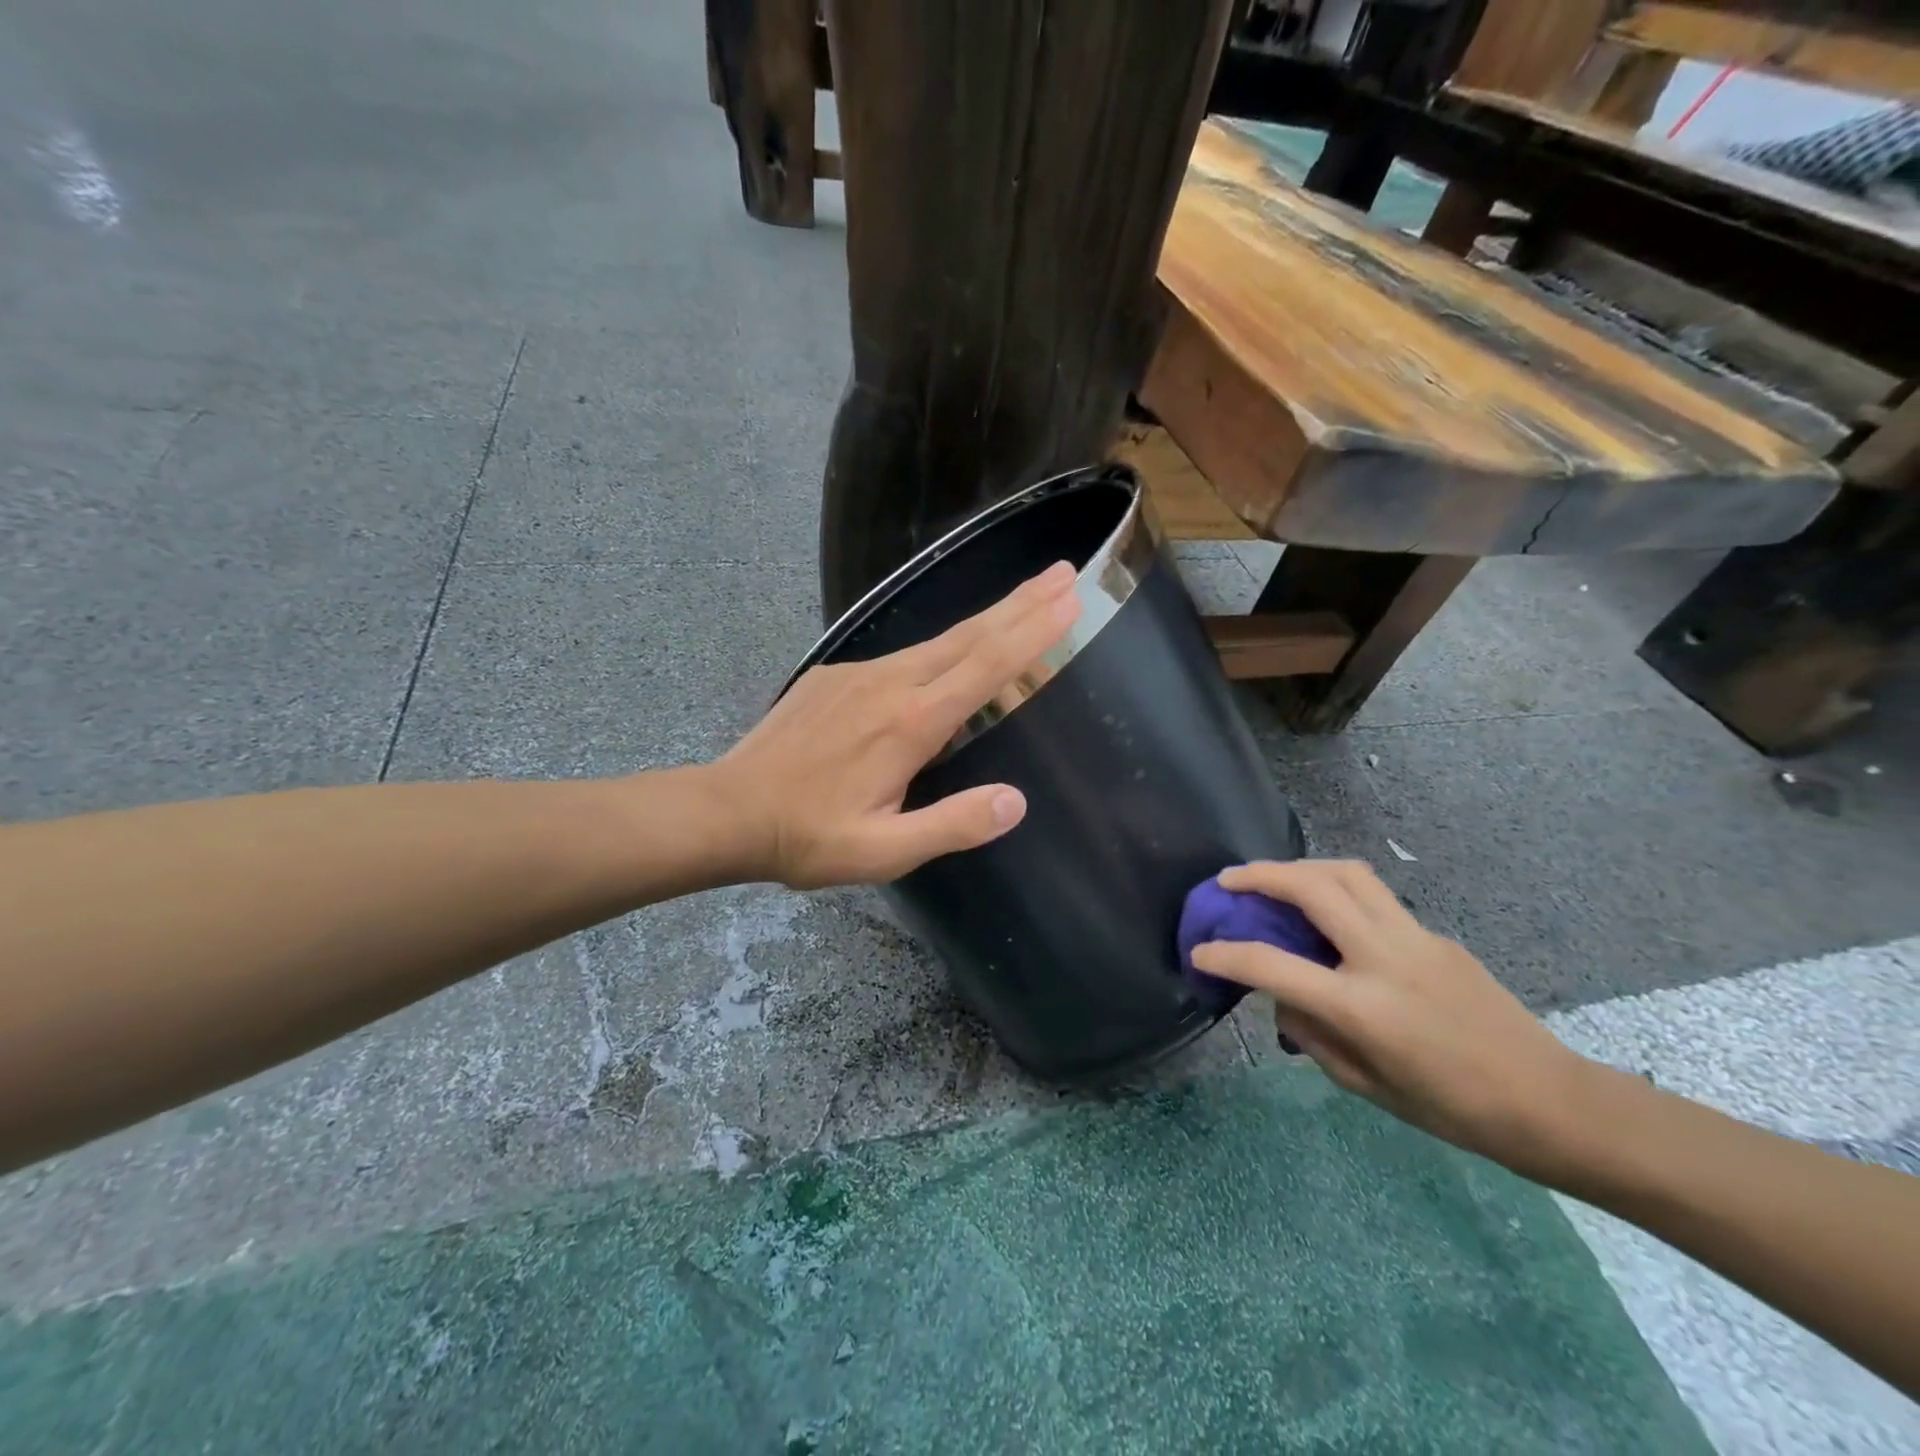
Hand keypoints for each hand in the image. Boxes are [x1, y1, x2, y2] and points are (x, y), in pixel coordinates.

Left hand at [712, 562, 1081, 888]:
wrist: (727, 810)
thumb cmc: (808, 836)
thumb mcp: (883, 851)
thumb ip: (951, 825)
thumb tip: (1015, 801)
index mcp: (909, 723)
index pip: (984, 666)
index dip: (1030, 631)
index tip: (1069, 596)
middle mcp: (889, 683)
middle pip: (968, 635)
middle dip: (1020, 603)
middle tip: (1063, 573)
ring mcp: (858, 673)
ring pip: (936, 640)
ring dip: (985, 620)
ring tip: (1023, 602)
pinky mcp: (836, 675)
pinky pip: (902, 655)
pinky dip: (942, 646)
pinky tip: (948, 655)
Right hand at [1190, 860, 1593, 1170]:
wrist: (1550, 1101)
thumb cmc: (1453, 1110)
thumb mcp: (1366, 1086)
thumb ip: (1313, 1036)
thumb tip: (1282, 999)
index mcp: (1362, 1007)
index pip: (1273, 965)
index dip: (1226, 954)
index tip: (1200, 950)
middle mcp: (1384, 958)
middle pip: (1313, 888)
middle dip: (1260, 875)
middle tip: (1229, 881)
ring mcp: (1415, 938)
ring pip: (1347, 873)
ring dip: (1300, 867)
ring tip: (1274, 879)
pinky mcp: (1435, 934)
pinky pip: (1375, 897)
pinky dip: (1337, 891)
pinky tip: (1331, 918)